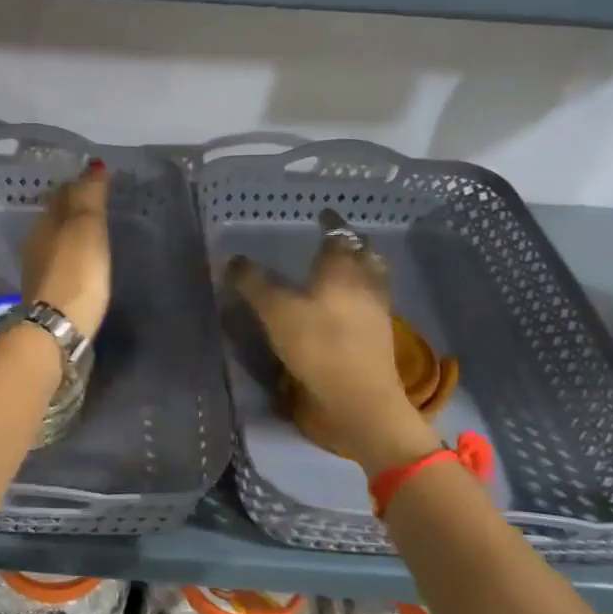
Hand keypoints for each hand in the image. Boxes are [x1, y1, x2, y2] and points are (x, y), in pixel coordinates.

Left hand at [21, 161, 111, 337]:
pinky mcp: (46, 295)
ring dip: (70, 234)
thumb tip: (93, 164)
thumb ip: (89, 196)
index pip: (62, 195)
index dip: (78, 185)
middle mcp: (36, 243)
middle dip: (72, 209)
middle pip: (55, 218)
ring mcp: (38, 271)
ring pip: (55, 241)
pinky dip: (70, 257)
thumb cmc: (76, 272)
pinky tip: (81, 263)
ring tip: (92, 232)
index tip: (96, 182)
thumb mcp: (86, 227)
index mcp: (45, 223)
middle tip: (96, 204)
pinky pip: (59, 264)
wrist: (57, 328)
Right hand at [228, 215, 435, 469]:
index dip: (330, 224)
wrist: (359, 398)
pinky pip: (372, 304)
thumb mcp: (275, 311)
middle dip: (351, 244)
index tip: (323, 215)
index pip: (338, 236)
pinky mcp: (379, 338)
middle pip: (364, 254)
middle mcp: (365, 283)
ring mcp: (377, 311)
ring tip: (343, 270)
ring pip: (373, 278)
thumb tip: (232, 259)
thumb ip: (253, 283)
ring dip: (361, 268)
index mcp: (342, 269)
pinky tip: (347, 306)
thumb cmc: (318, 345)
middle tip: (336, 240)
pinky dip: (361, 296)